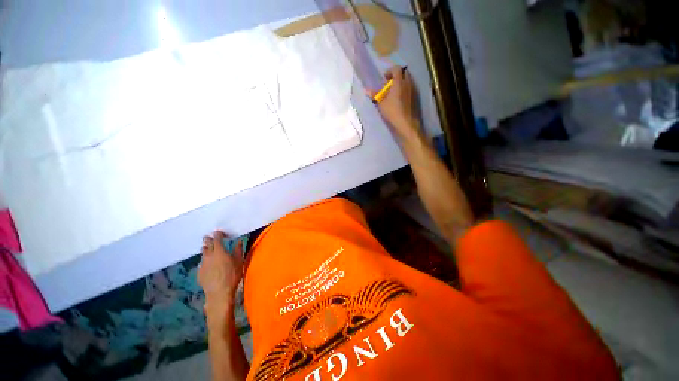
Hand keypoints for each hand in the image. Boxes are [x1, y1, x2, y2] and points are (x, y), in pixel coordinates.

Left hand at [198, 231, 243, 327]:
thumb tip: (239, 241)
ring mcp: (202, 264)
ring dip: (205, 249)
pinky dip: (205, 260)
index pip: (217, 239)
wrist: (219, 293)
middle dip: (208, 239)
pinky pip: (201, 263)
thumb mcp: (239, 261)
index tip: (219, 232)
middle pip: (207, 244)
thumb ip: (238, 250)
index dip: (218, 234)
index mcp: (220, 251)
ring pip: (202, 253)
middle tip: (210, 237)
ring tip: (208, 249)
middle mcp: (209, 255)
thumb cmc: (232, 275)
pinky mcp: (199, 272)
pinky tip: (208, 264)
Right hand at [376, 66, 418, 139]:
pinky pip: (410, 88)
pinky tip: (399, 98)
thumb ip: (374, 94)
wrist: (406, 122)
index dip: (389, 71)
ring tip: (393, 92)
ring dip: (401, 82)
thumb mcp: (381, 103)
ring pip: (407, 80)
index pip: (396, 69)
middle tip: (389, 84)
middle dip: (396, 76)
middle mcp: (407, 83)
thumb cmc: (392, 111)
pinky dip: (404, 89)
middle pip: (403, 73)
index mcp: (399, 82)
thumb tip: (366, 90)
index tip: (384, 78)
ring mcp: (413, 90)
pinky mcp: (415, 97)